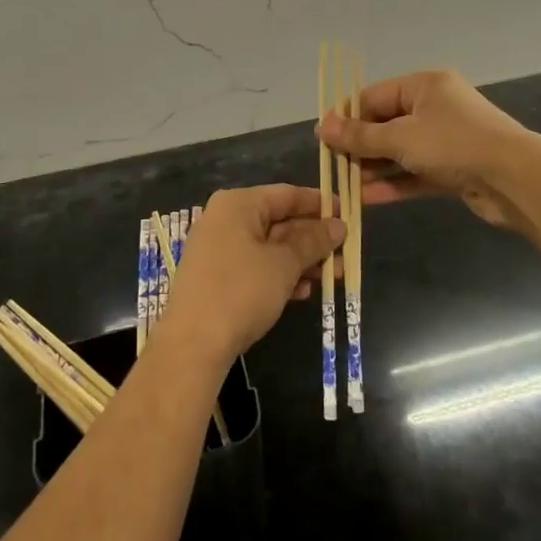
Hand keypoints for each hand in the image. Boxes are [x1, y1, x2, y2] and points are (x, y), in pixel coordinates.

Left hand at [158, 185, 345, 365]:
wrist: (193, 345)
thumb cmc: (241, 291)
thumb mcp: (283, 264)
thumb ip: (313, 242)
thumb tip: (339, 225)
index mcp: (238, 205)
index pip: (286, 195)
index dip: (319, 203)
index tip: (347, 213)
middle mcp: (225, 220)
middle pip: (279, 221)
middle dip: (314, 239)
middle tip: (346, 252)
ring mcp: (219, 249)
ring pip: (270, 247)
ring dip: (302, 261)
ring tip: (335, 276)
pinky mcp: (217, 278)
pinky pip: (256, 267)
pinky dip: (280, 276)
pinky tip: (303, 293)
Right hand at [316, 69, 539, 231]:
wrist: (516, 179)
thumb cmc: (454, 145)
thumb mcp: (400, 137)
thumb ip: (360, 136)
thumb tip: (322, 127)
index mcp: (424, 86)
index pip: (374, 96)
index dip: (347, 116)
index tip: (322, 138)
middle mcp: (436, 107)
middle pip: (387, 123)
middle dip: (360, 145)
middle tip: (332, 165)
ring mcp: (447, 139)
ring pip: (400, 151)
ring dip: (374, 167)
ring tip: (345, 185)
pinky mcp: (454, 169)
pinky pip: (416, 172)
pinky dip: (394, 183)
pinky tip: (367, 198)